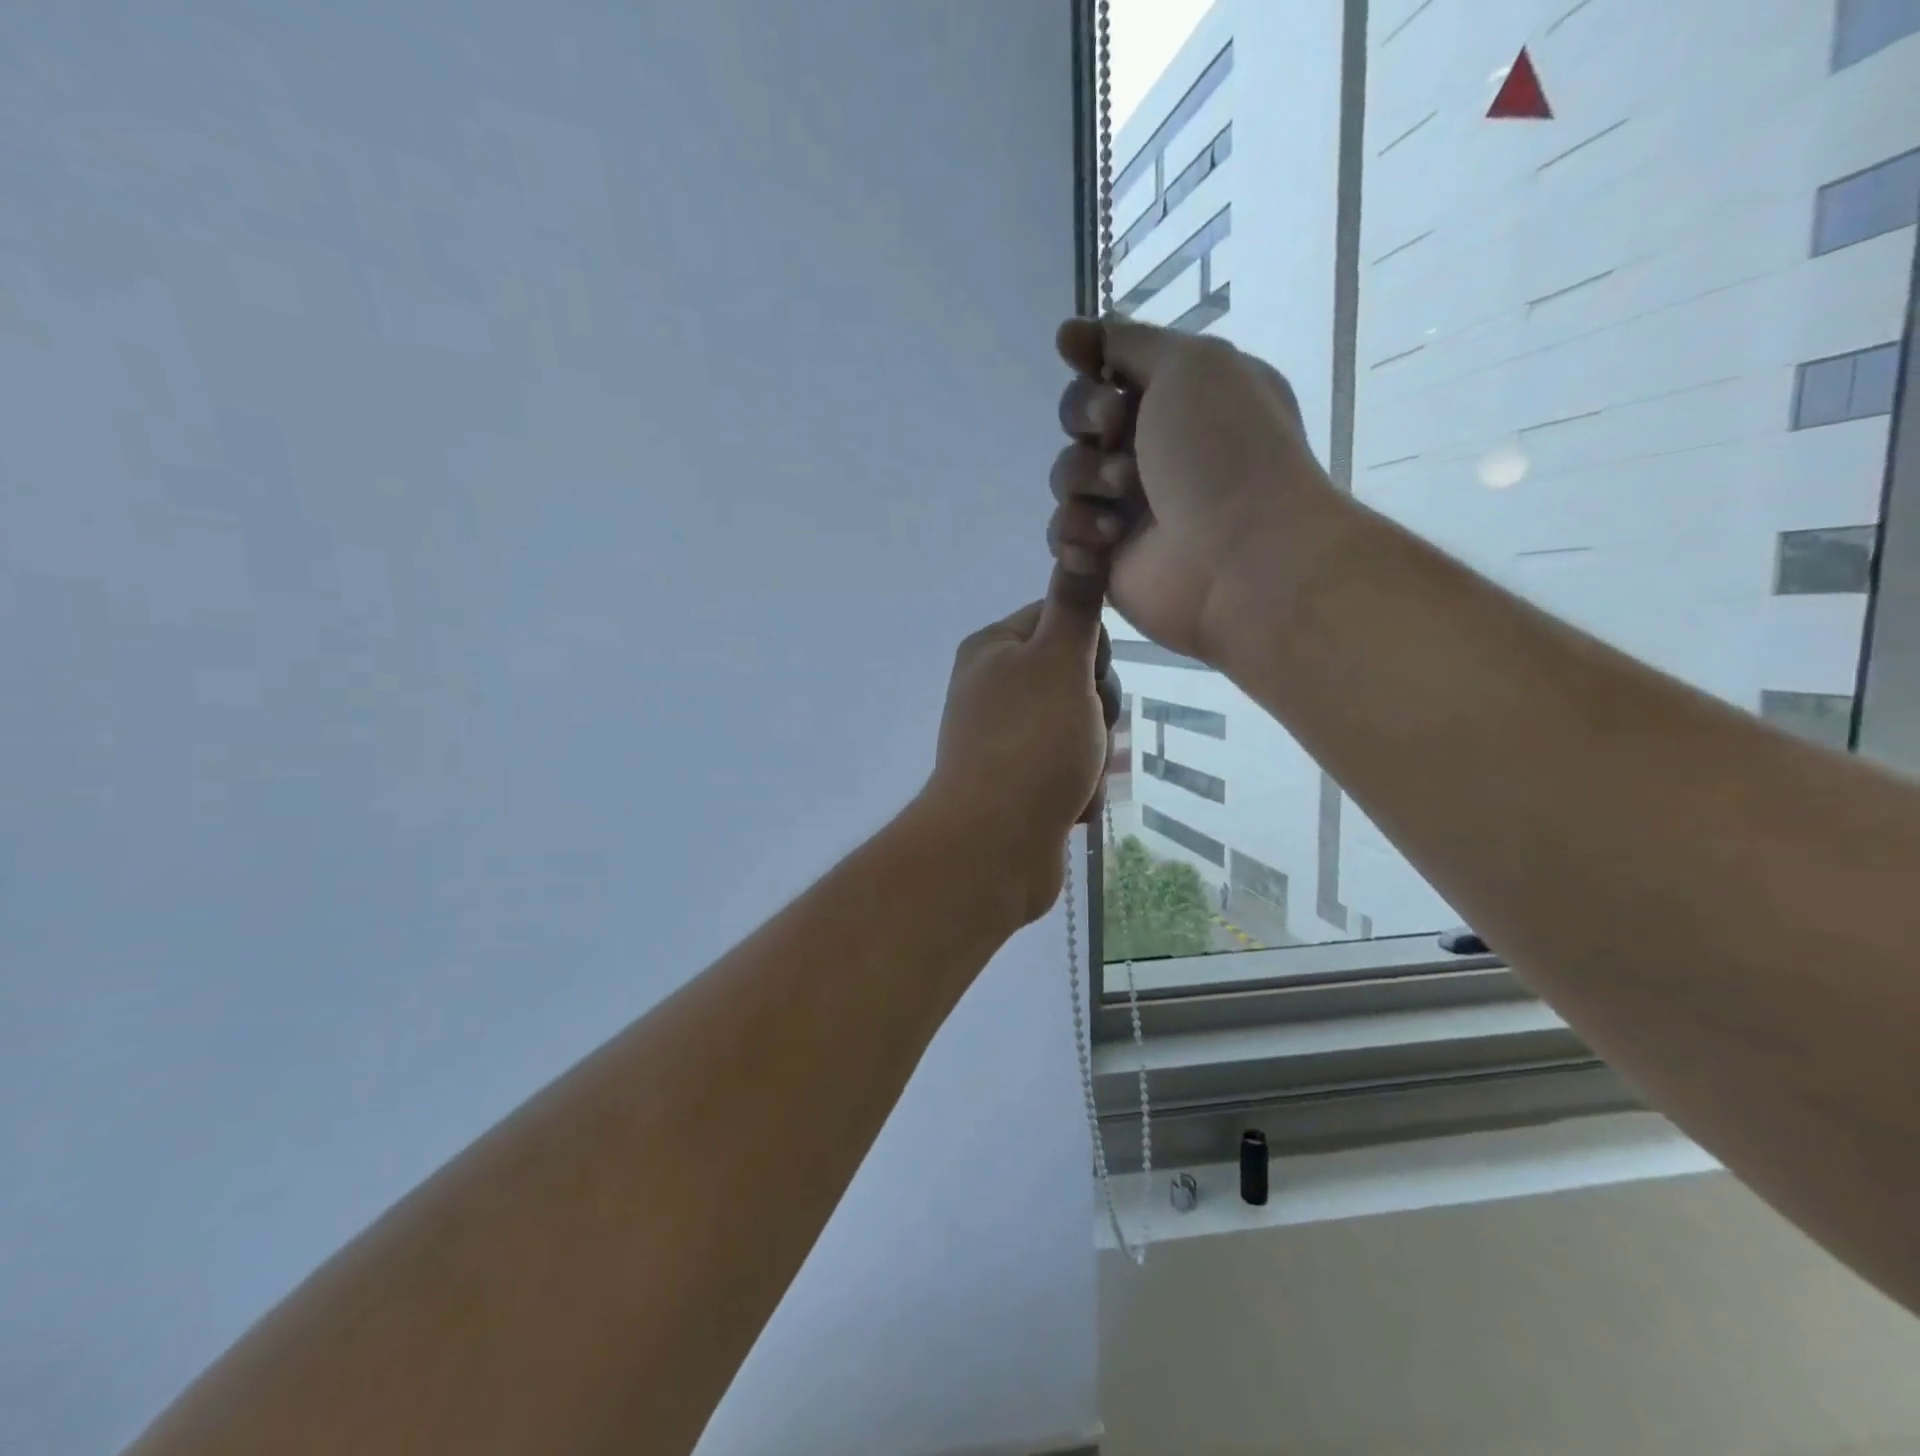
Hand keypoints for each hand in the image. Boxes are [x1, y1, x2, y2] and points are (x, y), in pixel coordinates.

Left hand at [922, 567, 1121, 923]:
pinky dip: (1077, 788)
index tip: (1089, 680)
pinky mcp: (1017, 783)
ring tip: (1076, 778)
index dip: (1093, 652)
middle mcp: (993, 688)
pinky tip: (1070, 806)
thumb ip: (1075, 604)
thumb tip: (1082, 540)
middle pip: (1078, 679)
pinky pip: (1069, 771)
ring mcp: (1004, 739)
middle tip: (1085, 736)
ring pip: (1081, 728)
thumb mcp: (1059, 662)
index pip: (1064, 620)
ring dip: (1092, 754)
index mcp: (993, 649)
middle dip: (1096, 712)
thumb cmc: (1030, 743)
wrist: (993, 846)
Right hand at [1047, 316, 1338, 664]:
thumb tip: (1069, 333)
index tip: (1084, 362)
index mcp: (1181, 401)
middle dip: (1085, 423)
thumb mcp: (1190, 365)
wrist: (1240, 558)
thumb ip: (1129, 342)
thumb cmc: (1224, 451)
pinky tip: (1105, 546)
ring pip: (1066, 479)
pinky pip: (1064, 535)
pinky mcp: (1108, 558)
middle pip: (1079, 423)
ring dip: (1084, 484)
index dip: (1091, 369)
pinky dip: (1077, 536)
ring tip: (1121, 507)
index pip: (1110, 373)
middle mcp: (1154, 451)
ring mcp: (1129, 508)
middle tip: (1112, 436)